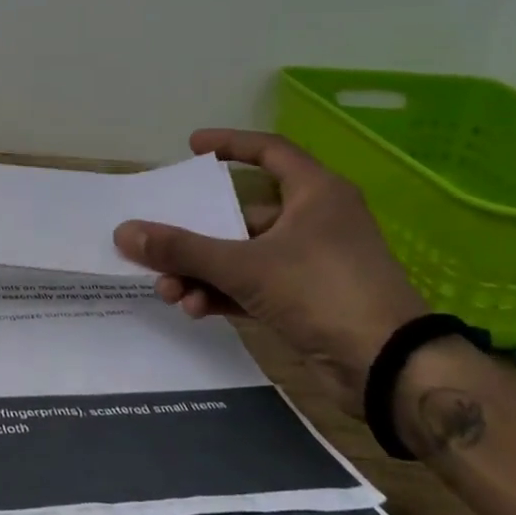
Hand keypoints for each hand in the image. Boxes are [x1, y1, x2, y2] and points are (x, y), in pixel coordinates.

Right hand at [113, 130, 427, 415]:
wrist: (391, 370)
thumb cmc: (323, 292)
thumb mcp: (244, 266)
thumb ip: (182, 250)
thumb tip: (124, 232)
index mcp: (314, 194)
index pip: (269, 151)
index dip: (230, 145)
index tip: (191, 147)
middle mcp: (315, 221)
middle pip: (240, 214)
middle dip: (195, 234)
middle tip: (158, 242)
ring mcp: (311, 263)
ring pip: (242, 255)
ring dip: (202, 271)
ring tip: (169, 290)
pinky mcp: (307, 300)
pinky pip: (252, 285)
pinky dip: (223, 293)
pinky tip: (195, 308)